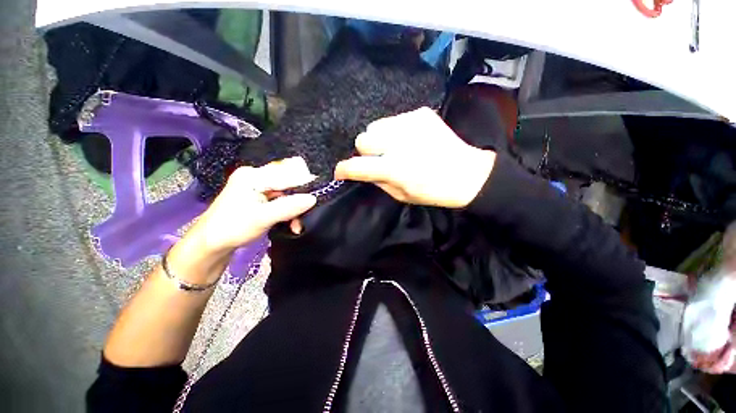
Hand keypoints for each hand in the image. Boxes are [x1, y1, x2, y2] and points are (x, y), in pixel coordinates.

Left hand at [188, 157, 317, 254]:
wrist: (212, 243)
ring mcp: (259, 186)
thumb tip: (313, 198)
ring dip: (296, 207)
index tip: (319, 195)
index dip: (305, 183)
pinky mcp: (261, 196)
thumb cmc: (232, 228)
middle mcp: (257, 176)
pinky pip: (282, 199)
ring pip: (288, 191)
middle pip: (289, 181)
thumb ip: (288, 207)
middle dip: (300, 198)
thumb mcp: (262, 218)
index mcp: (253, 176)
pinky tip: (292, 222)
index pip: (287, 174)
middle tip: (306, 212)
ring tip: (297, 224)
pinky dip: (289, 210)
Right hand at [335, 107, 495, 207]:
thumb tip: (363, 171)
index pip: (357, 166)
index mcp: (394, 168)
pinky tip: (409, 139)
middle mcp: (398, 143)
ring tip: (394, 147)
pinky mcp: (420, 114)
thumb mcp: (401, 196)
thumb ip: (378, 181)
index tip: (341, 172)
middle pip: (362, 139)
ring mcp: (410, 123)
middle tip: (378, 159)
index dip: (344, 169)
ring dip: (379, 139)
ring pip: (376, 126)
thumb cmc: (433, 191)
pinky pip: (394, 120)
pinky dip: (395, 131)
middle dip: (366, 151)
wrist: (466, 173)